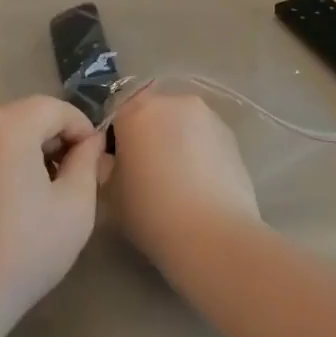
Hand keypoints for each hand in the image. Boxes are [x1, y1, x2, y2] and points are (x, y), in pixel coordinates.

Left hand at [0, 96, 106, 325]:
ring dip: (18, 152)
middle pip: (22, 117)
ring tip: (29, 197)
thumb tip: (89, 141)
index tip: (91, 164)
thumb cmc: (21, 253)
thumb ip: (87, 163)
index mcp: (7, 124)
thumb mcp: (75, 208)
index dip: (81, 130)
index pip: (55, 109)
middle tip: (64, 182)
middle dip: (48, 140)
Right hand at [108, 90, 259, 272]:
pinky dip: (199, 149)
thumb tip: (111, 157)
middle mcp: (172, 101)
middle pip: (152, 110)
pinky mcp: (230, 134)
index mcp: (136, 110)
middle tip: (147, 169)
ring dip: (175, 138)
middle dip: (148, 132)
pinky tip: (201, 181)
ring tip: (178, 177)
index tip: (118, 161)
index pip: (117, 109)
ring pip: (181, 121)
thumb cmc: (152, 212)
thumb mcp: (110, 193)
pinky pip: (204, 135)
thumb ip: (105, 165)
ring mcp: (206, 115)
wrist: (214, 235)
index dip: (115, 134)